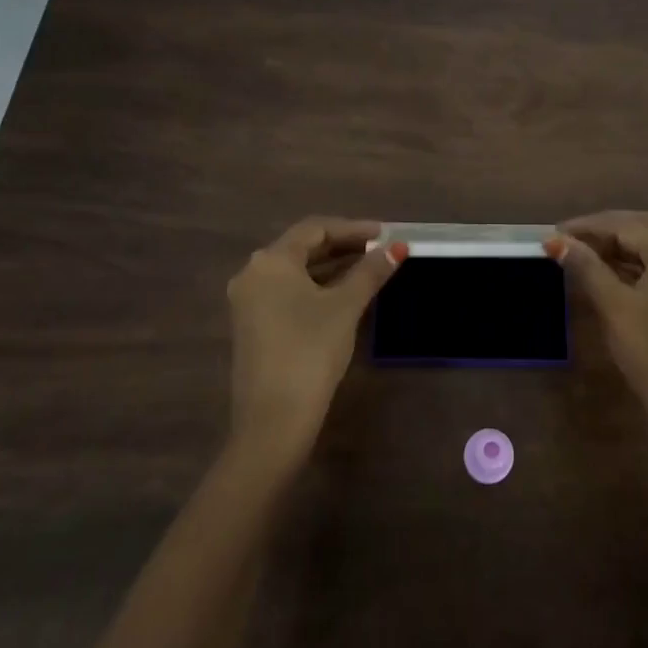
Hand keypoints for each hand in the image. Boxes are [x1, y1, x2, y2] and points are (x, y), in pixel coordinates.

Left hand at [225, 217, 405, 463]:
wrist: (273, 419)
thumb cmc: (310, 350)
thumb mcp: (345, 306)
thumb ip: (370, 272)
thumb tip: (398, 247)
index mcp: (271, 261)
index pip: (315, 228)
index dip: (353, 228)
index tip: (385, 234)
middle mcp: (253, 274)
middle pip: (302, 247)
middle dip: (343, 246)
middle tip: (380, 249)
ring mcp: (249, 302)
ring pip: (296, 272)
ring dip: (332, 267)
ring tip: (368, 269)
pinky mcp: (253, 326)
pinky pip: (288, 292)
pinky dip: (316, 287)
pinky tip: (343, 295)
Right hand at [549, 211, 647, 452]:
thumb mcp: (613, 307)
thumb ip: (586, 268)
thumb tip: (556, 241)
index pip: (628, 224)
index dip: (590, 224)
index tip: (556, 232)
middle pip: (643, 228)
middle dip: (605, 229)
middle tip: (569, 239)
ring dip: (616, 246)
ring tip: (580, 254)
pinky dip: (629, 264)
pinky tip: (605, 274)